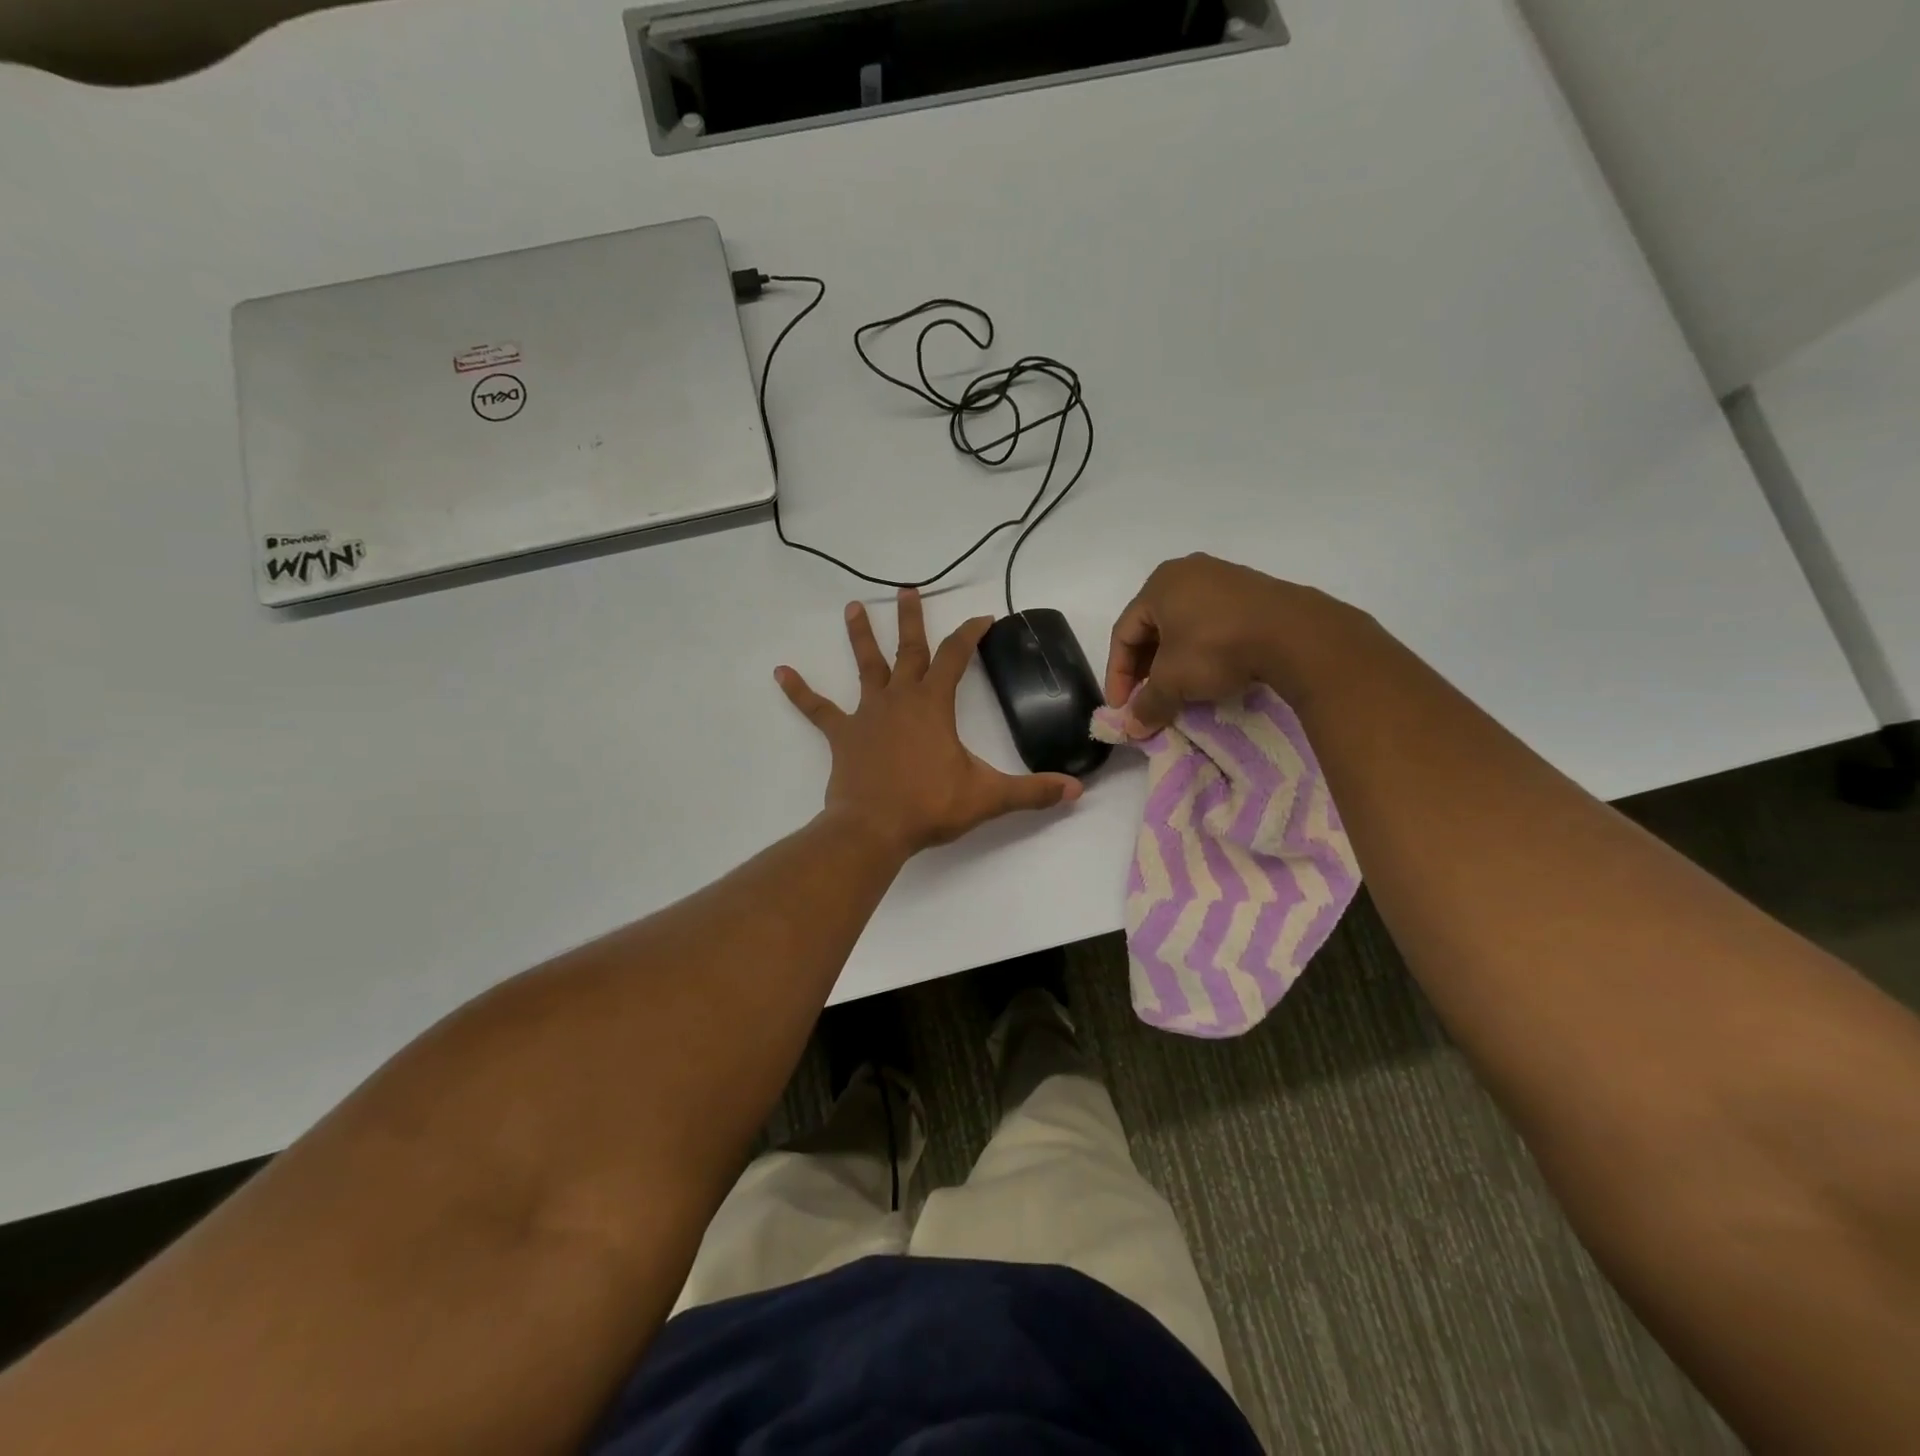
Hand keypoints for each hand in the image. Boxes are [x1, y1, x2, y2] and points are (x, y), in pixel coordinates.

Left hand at [777, 590, 1083, 856]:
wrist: (873, 829)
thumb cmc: (929, 806)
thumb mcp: (988, 797)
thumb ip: (1033, 791)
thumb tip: (1076, 790)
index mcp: (933, 705)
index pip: (955, 657)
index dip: (970, 634)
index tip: (983, 617)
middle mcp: (899, 699)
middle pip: (907, 648)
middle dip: (912, 618)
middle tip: (908, 588)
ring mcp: (867, 714)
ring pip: (865, 666)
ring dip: (861, 636)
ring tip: (854, 606)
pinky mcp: (842, 735)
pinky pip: (817, 709)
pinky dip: (799, 691)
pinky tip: (780, 672)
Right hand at [1106, 554, 1354, 735]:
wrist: (1295, 635)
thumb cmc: (1216, 647)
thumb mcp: (1173, 680)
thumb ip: (1148, 703)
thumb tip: (1132, 728)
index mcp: (1159, 584)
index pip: (1124, 633)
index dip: (1117, 674)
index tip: (1122, 707)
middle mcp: (1187, 572)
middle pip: (1152, 627)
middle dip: (1145, 669)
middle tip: (1146, 699)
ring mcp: (1223, 578)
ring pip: (1183, 626)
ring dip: (1173, 661)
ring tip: (1176, 691)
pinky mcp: (1252, 592)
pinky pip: (1213, 623)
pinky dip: (1202, 650)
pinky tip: (1209, 675)